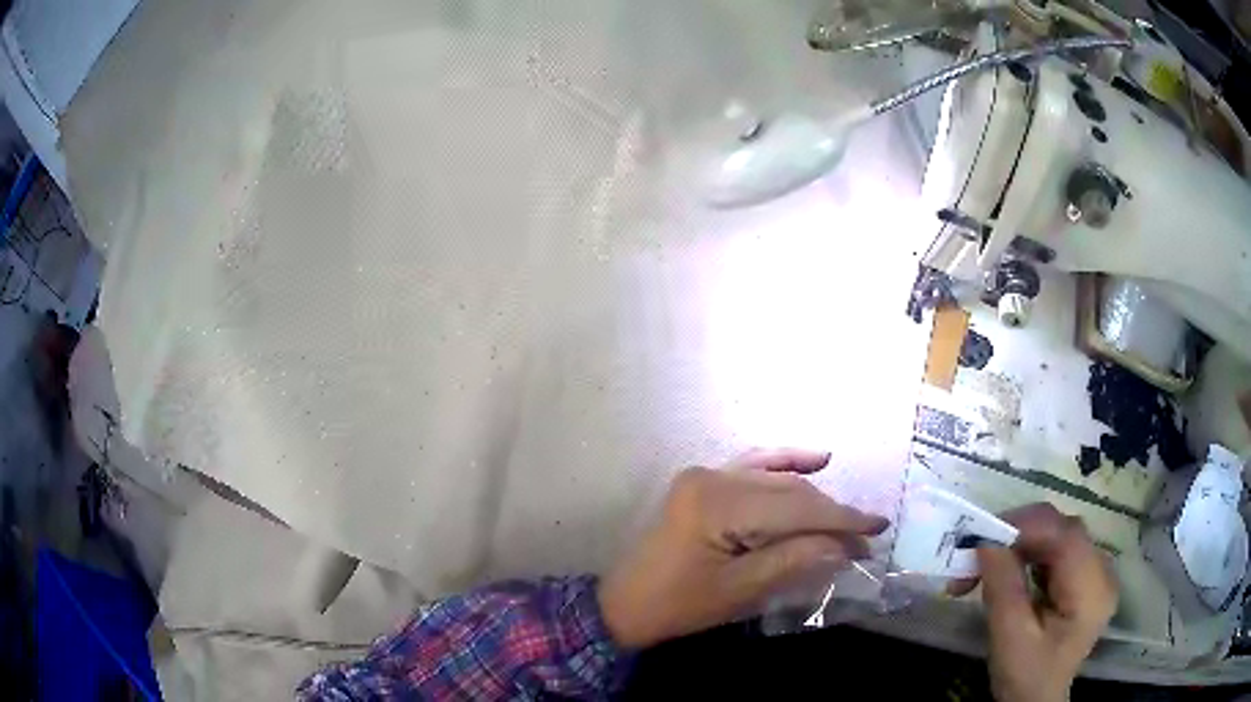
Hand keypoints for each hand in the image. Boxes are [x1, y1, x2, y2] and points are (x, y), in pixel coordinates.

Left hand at [597, 449, 889, 648]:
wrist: (624, 606)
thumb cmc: (677, 606)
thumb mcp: (739, 590)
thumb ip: (794, 560)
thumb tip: (845, 545)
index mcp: (716, 503)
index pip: (794, 507)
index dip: (840, 519)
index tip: (877, 529)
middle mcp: (712, 476)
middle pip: (788, 490)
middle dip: (829, 514)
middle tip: (864, 539)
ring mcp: (706, 475)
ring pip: (776, 480)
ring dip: (814, 497)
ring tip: (847, 519)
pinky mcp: (705, 482)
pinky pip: (753, 466)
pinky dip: (786, 463)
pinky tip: (818, 460)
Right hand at [975, 504, 1118, 701]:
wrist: (1037, 701)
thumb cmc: (1025, 677)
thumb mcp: (1010, 640)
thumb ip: (1003, 588)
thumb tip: (985, 540)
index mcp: (1092, 590)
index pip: (1067, 536)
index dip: (1027, 526)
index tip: (983, 538)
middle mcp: (1103, 570)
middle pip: (1064, 530)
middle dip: (1020, 535)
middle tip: (978, 554)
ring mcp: (1097, 571)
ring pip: (1059, 535)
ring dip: (1021, 544)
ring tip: (988, 566)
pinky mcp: (1085, 575)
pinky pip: (1058, 549)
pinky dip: (1030, 553)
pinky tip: (1011, 572)